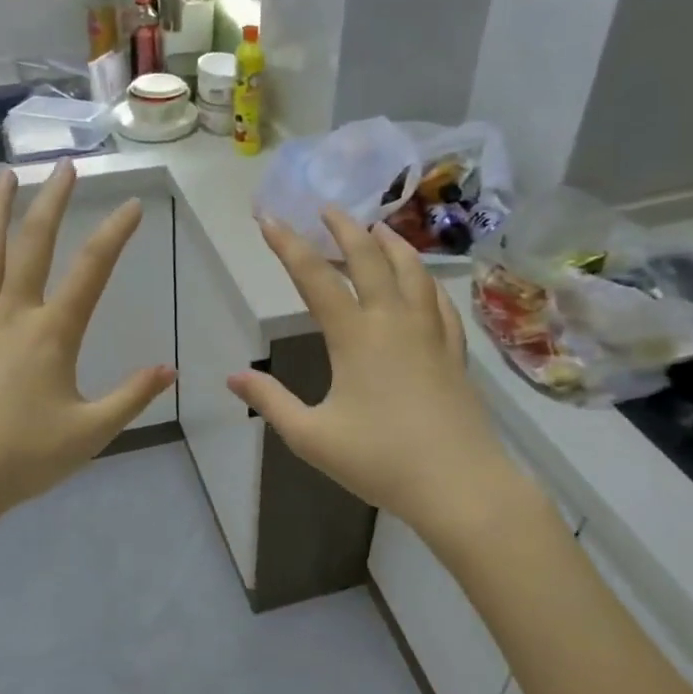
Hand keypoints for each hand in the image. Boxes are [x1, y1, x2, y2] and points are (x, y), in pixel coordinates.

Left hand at [0, 162, 175, 577]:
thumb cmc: (21, 460)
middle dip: (52, 202)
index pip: (91, 271)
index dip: (114, 234)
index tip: (131, 204)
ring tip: (5, 175)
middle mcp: (11, 315)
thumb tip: (170, 370)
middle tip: (64, 166)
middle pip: (32, 245)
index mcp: (52, 335)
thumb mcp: (90, 433)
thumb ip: (131, 397)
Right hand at [228, 209, 521, 535]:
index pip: (314, 277)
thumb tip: (233, 377)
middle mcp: (394, 321)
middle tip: (327, 208)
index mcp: (355, 336)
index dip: (288, 245)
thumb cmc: (380, 460)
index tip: (268, 219)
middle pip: (369, 257)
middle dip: (344, 228)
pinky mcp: (454, 351)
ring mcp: (430, 333)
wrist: (459, 485)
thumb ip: (271, 402)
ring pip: (412, 270)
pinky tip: (421, 282)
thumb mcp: (311, 436)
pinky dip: (424, 279)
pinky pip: (439, 300)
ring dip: (390, 243)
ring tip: (377, 228)